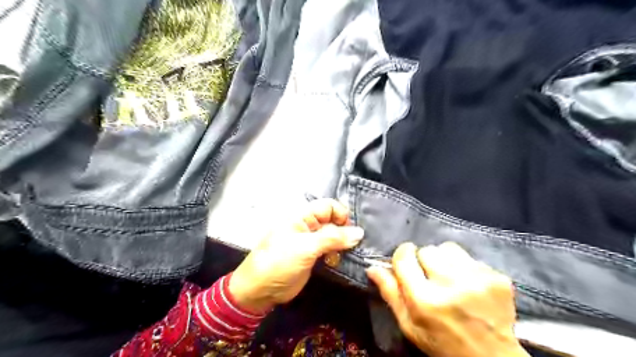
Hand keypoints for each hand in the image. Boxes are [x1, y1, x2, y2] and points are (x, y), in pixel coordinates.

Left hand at [228, 200, 361, 312]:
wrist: (260, 290)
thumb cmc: (279, 262)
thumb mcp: (306, 247)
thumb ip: (333, 238)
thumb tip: (359, 233)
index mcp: (302, 216)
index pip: (328, 206)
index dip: (341, 215)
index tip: (352, 231)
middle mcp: (308, 226)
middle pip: (333, 221)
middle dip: (345, 232)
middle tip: (355, 246)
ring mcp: (311, 242)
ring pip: (334, 237)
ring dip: (343, 245)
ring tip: (348, 255)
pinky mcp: (314, 256)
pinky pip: (331, 250)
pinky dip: (338, 254)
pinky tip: (339, 262)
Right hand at [366, 241, 528, 355]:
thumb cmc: (441, 343)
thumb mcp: (409, 324)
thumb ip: (390, 293)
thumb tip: (372, 267)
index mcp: (424, 300)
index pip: (404, 257)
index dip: (403, 255)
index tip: (406, 260)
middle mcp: (450, 285)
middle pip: (427, 250)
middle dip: (424, 260)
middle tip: (429, 277)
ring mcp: (477, 280)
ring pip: (448, 248)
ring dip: (444, 259)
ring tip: (449, 277)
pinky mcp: (497, 278)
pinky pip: (470, 257)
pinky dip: (464, 266)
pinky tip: (468, 284)